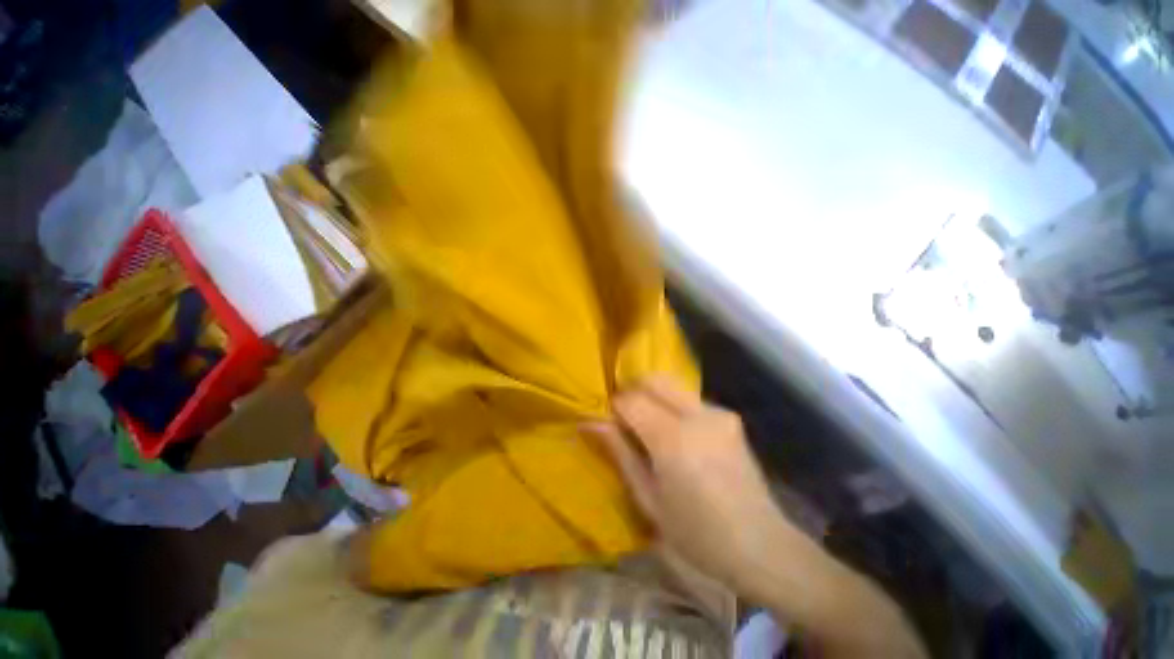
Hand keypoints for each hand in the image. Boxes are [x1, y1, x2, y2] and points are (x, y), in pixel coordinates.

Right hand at [585, 375, 796, 599]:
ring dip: (653, 398)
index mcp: (673, 439)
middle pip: (654, 379)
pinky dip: (673, 407)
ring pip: (672, 385)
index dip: (614, 406)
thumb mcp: (648, 498)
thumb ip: (620, 452)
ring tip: (650, 428)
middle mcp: (697, 415)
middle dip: (633, 391)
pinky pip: (690, 399)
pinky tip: (678, 436)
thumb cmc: (696, 533)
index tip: (609, 421)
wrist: (761, 545)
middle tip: (626, 418)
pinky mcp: (730, 416)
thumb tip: (590, 421)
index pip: (632, 400)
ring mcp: (718, 412)